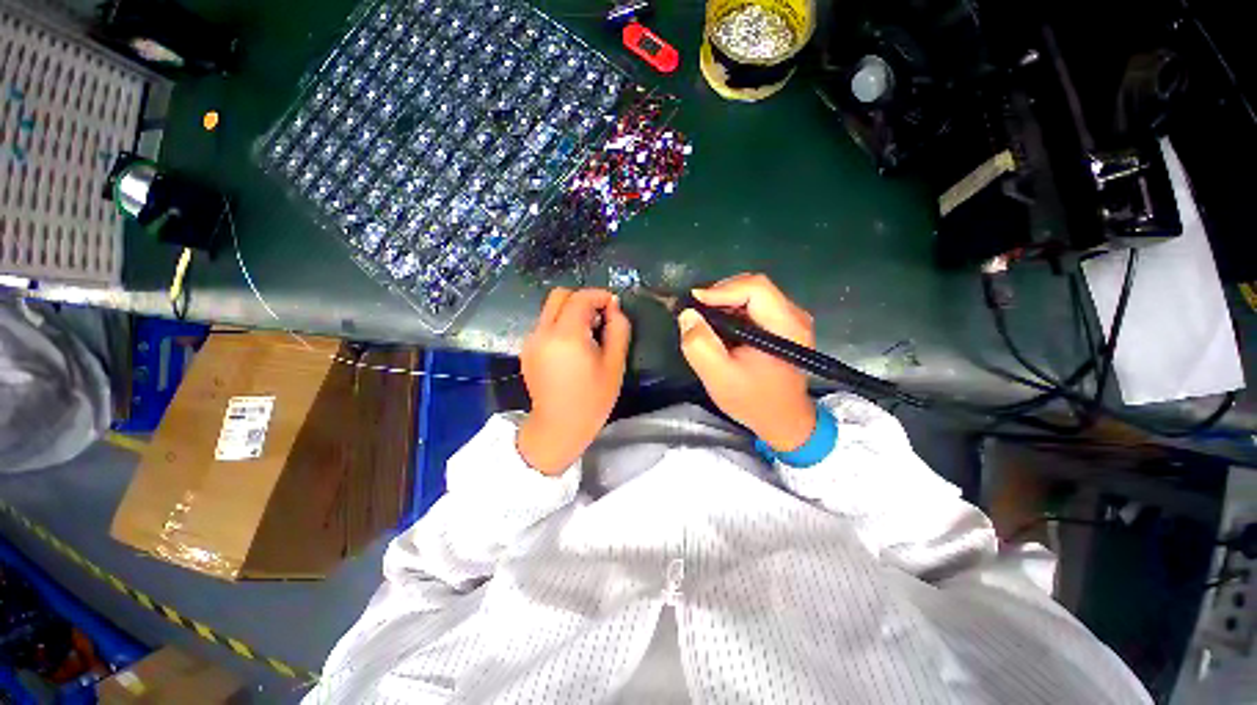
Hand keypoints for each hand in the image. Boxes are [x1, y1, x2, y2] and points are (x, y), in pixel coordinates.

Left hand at [517, 288, 631, 474]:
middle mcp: (543, 332)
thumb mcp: (615, 364)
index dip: (599, 296)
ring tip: (588, 334)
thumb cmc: (592, 399)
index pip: (580, 298)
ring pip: (550, 309)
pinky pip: (545, 324)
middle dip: (582, 299)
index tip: (614, 306)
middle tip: (600, 317)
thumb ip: (618, 330)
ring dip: (571, 311)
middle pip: (559, 295)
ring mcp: (531, 341)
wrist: (559, 428)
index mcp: (566, 336)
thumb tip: (614, 307)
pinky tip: (573, 347)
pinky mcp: (527, 350)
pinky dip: (561, 324)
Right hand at [679, 273, 816, 451]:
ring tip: (704, 321)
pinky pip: (754, 306)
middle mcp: (794, 316)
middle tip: (696, 313)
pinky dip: (732, 311)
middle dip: (720, 296)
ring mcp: (791, 320)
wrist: (783, 421)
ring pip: (752, 295)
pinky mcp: (783, 326)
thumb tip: (687, 314)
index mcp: (785, 326)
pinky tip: (720, 327)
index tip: (694, 304)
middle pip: (753, 287)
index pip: (755, 287)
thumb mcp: (719, 377)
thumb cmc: (753, 400)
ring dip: (724, 303)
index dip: (721, 290)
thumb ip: (700, 345)